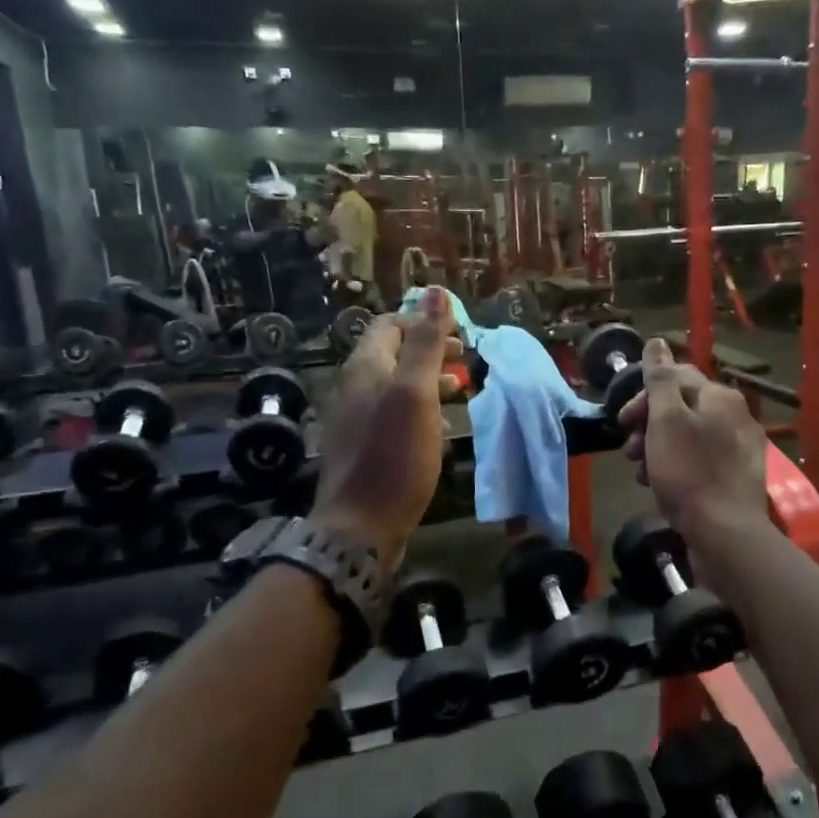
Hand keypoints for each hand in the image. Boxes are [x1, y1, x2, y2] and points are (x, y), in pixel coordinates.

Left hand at [310, 286, 462, 577]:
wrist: (360, 527)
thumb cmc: (394, 455)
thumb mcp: (416, 393)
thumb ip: (425, 342)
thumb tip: (435, 290)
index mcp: (365, 367)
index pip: (390, 324)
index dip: (423, 320)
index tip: (459, 332)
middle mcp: (354, 386)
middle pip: (392, 352)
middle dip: (429, 348)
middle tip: (464, 357)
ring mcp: (355, 418)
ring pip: (394, 383)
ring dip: (426, 378)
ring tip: (458, 388)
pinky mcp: (363, 446)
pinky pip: (392, 412)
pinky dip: (418, 407)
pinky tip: (438, 425)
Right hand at [618, 339, 767, 547]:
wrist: (725, 534)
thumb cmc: (689, 472)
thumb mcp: (666, 420)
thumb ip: (660, 380)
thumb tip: (657, 342)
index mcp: (720, 397)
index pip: (676, 377)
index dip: (643, 396)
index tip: (623, 421)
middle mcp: (735, 416)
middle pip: (681, 407)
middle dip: (648, 425)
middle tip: (630, 450)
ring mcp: (738, 448)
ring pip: (687, 436)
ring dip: (657, 448)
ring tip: (640, 473)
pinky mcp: (736, 477)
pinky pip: (699, 461)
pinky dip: (676, 467)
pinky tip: (661, 487)